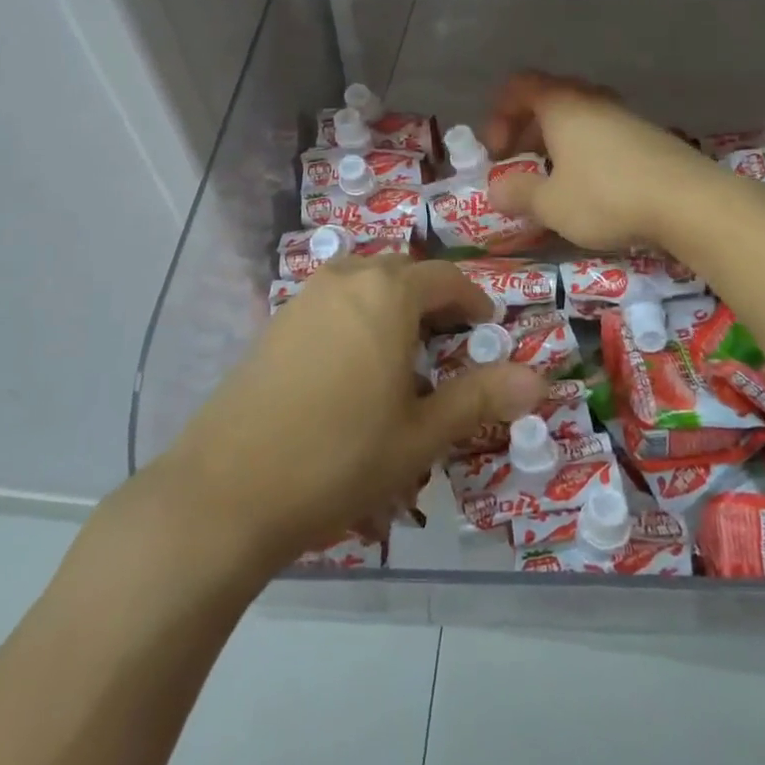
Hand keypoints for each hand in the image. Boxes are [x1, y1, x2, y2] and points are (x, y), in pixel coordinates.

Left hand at [118, 258, 547, 576]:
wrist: (225, 492)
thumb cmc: (338, 458)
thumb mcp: (419, 435)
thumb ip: (478, 399)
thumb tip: (538, 379)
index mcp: (387, 294)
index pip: (445, 279)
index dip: (472, 299)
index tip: (486, 326)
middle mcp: (345, 280)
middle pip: (402, 273)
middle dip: (432, 299)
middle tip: (449, 342)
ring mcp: (303, 299)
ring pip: (363, 283)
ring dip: (391, 305)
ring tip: (403, 354)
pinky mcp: (274, 324)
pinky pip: (331, 302)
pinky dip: (356, 316)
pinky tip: (351, 367)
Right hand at [481, 71, 716, 250]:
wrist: (690, 203)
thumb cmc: (607, 197)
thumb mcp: (551, 204)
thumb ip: (518, 194)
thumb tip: (495, 190)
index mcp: (562, 105)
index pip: (519, 86)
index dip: (499, 115)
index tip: (498, 152)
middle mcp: (593, 100)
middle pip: (549, 99)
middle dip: (527, 129)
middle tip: (520, 162)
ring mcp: (625, 116)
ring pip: (579, 117)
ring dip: (558, 142)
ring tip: (554, 178)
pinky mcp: (649, 136)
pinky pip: (604, 133)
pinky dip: (586, 151)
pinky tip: (592, 187)